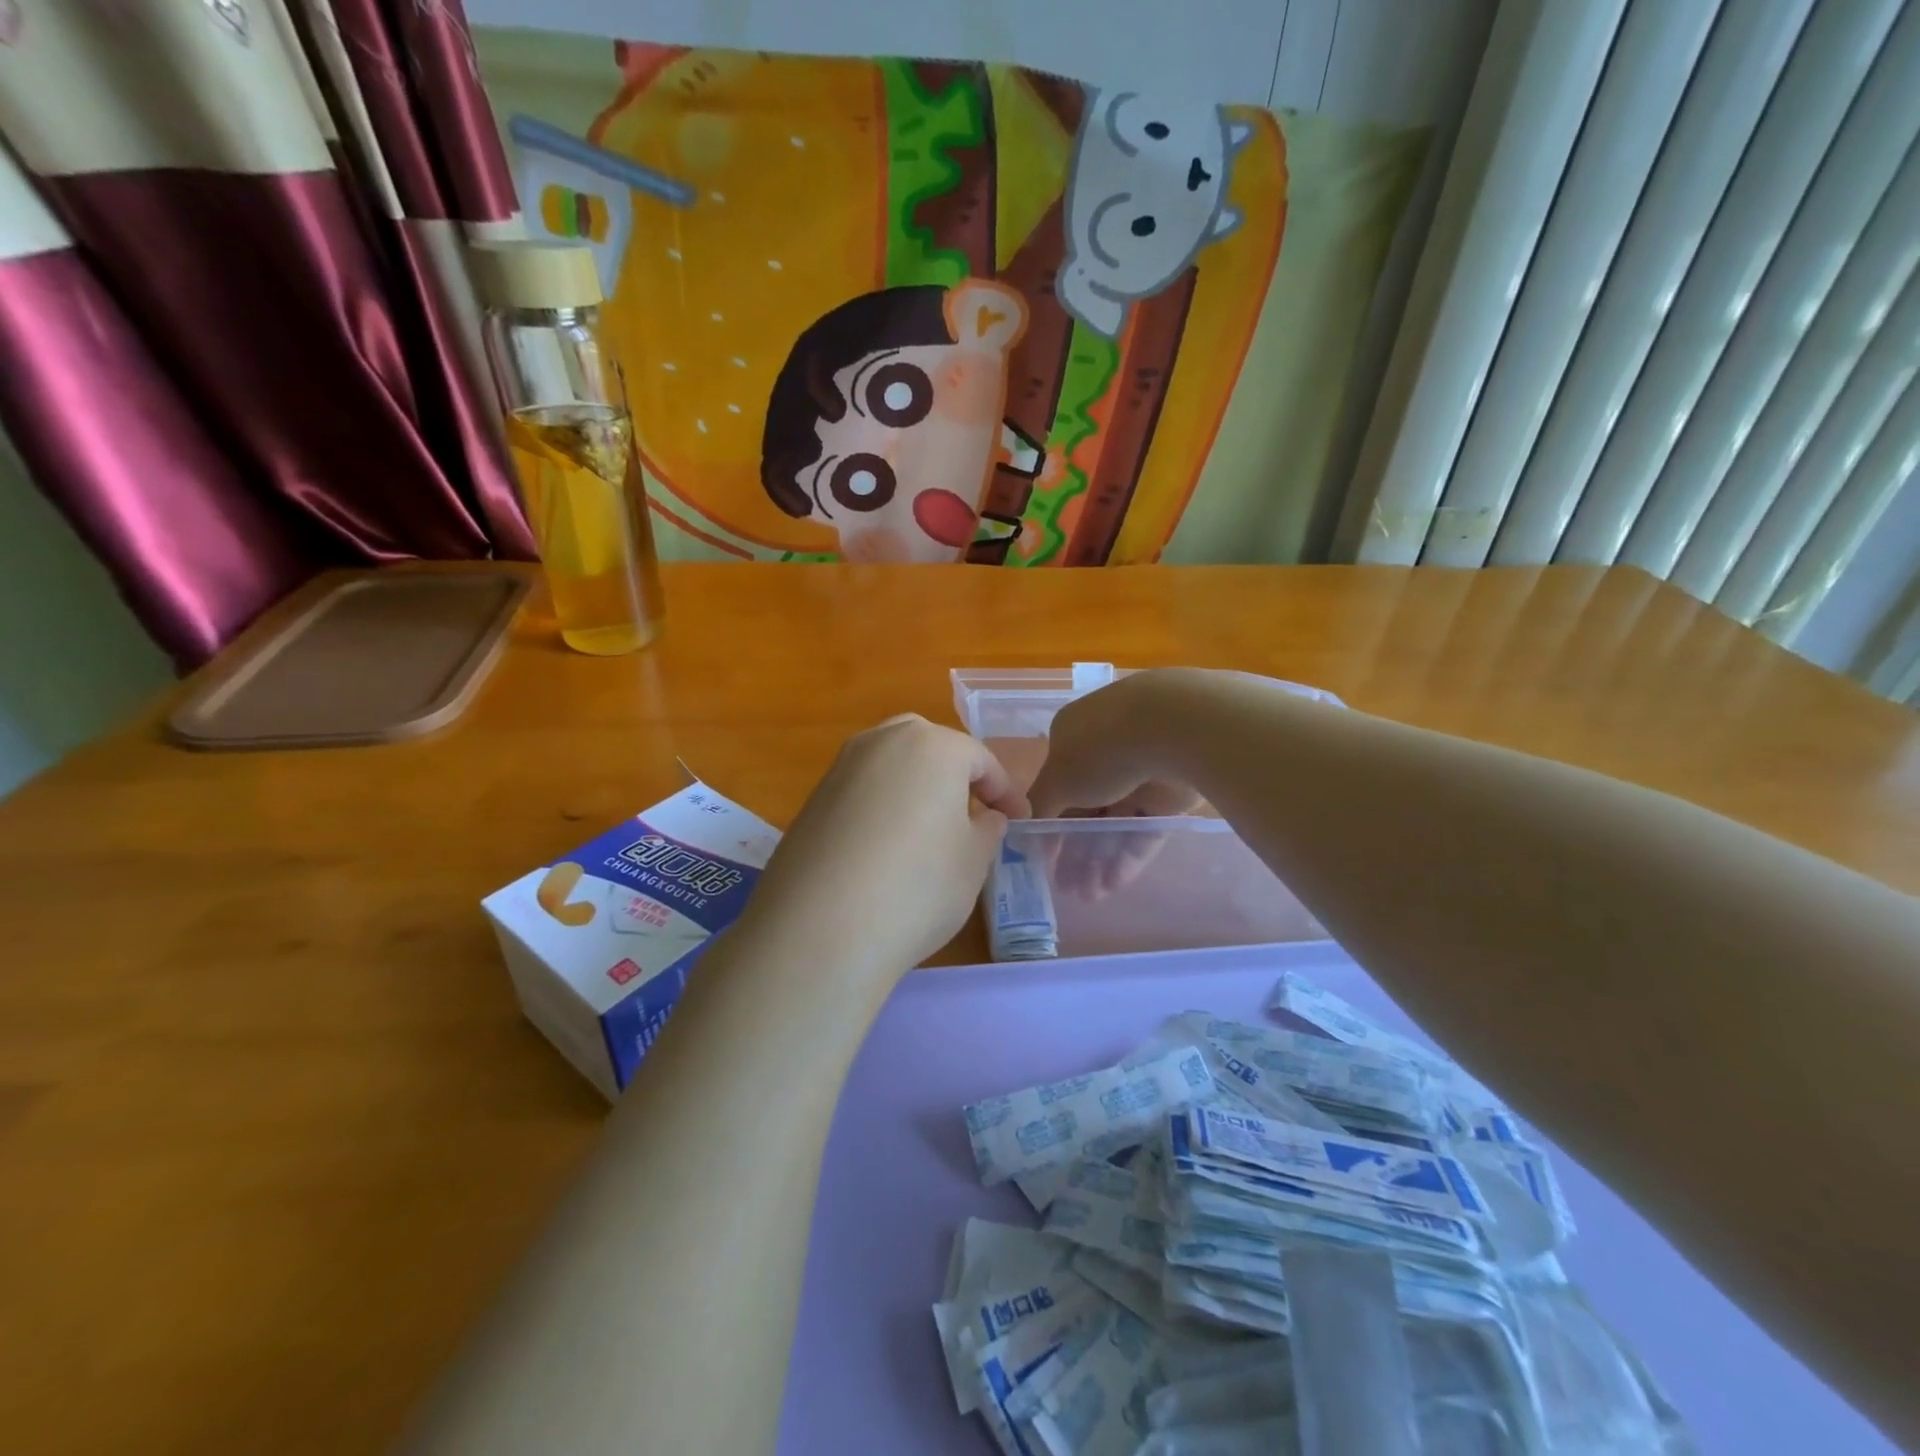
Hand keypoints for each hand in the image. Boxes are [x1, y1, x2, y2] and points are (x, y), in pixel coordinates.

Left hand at [740, 714, 1027, 981]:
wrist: (820, 929)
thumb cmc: (918, 886)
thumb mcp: (974, 861)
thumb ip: (987, 829)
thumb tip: (986, 817)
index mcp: (932, 745)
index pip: (981, 761)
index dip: (1006, 792)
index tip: (1021, 820)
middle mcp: (882, 741)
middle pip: (931, 750)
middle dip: (956, 777)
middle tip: (974, 815)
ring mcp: (840, 768)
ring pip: (893, 767)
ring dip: (917, 790)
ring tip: (931, 831)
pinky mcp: (812, 800)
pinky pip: (862, 792)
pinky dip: (883, 808)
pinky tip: (887, 848)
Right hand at [1030, 672, 1204, 899]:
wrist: (1175, 731)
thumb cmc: (1101, 749)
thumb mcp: (1056, 779)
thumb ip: (1040, 806)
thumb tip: (1023, 827)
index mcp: (1073, 737)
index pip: (1056, 788)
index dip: (1048, 826)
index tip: (1042, 859)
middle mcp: (1105, 753)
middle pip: (1085, 811)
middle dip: (1074, 851)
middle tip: (1065, 888)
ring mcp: (1139, 774)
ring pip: (1114, 824)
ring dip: (1098, 860)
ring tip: (1087, 896)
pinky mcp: (1169, 795)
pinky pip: (1144, 829)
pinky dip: (1128, 856)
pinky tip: (1113, 884)